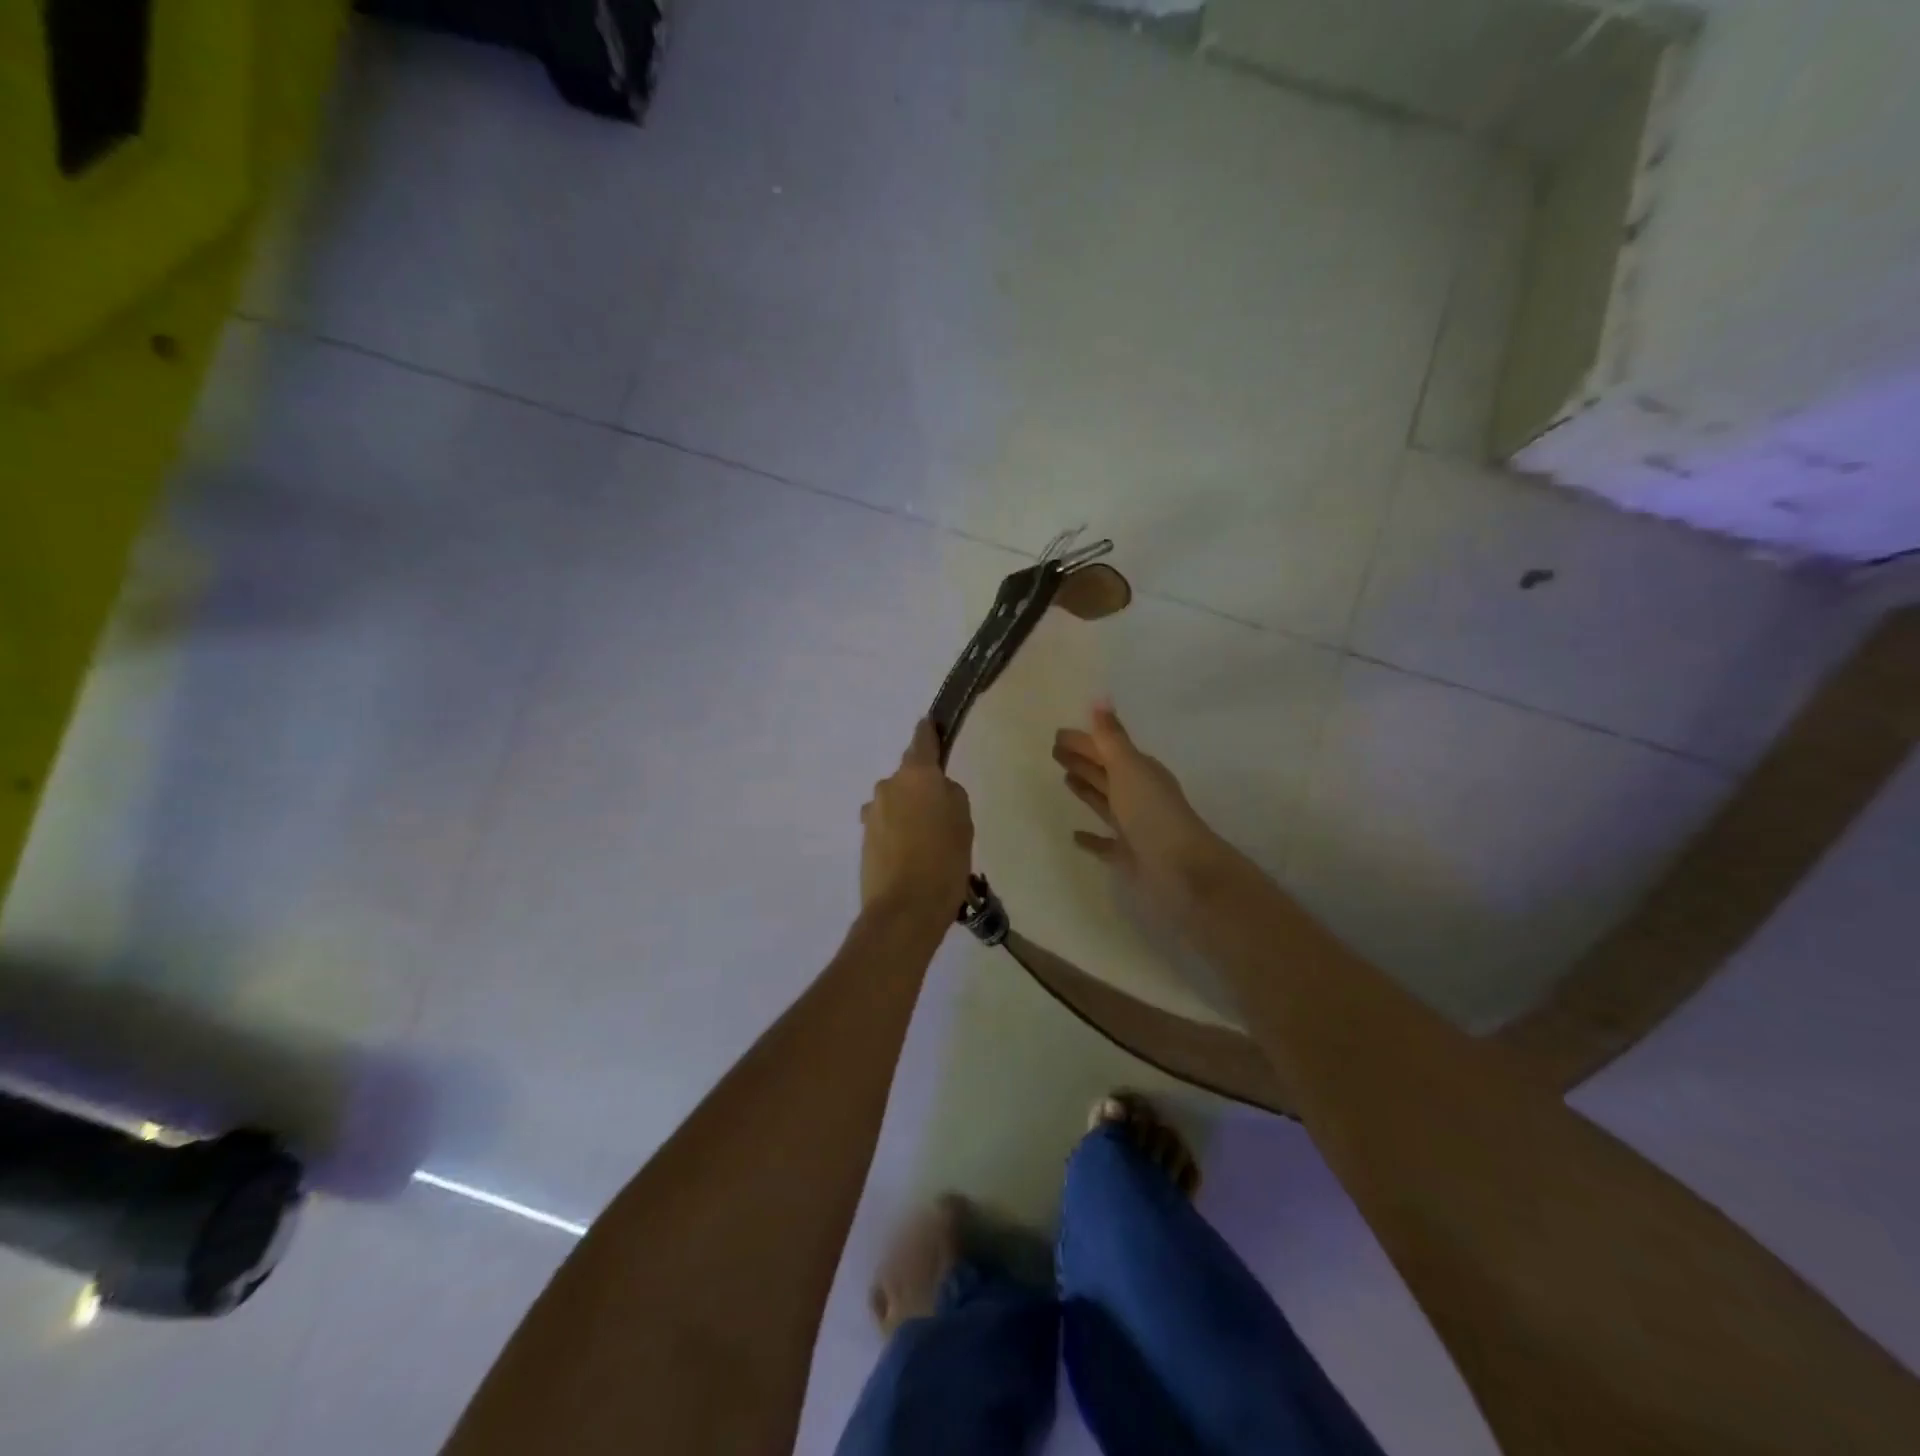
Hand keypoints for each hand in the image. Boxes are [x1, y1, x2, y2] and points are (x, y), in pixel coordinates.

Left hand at [861, 720, 973, 922]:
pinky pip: (887, 824)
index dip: (930, 732)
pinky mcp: (865, 837)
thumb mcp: (964, 821)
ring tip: (929, 842)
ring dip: (910, 812)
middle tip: (943, 812)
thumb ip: (951, 794)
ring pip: (897, 801)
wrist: (904, 909)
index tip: (933, 726)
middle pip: (909, 775)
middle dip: (923, 786)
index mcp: (916, 774)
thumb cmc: (945, 860)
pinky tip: (913, 856)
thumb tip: (937, 790)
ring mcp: (872, 812)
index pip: (922, 739)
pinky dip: (899, 832)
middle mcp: (888, 785)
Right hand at [1053, 703, 1238, 925]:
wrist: (1182, 869)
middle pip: (1105, 772)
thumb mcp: (1129, 768)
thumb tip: (1100, 700)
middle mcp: (1138, 795)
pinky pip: (1104, 843)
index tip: (1057, 735)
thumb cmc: (1152, 812)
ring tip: (1065, 779)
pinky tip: (1074, 835)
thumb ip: (1111, 738)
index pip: (1107, 750)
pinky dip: (1091, 838)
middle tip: (1055, 751)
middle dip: (1083, 760)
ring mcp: (1134, 826)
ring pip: (1105, 802)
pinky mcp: (1128, 855)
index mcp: (1140, 772)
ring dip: (1086, 790)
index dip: (1084, 742)